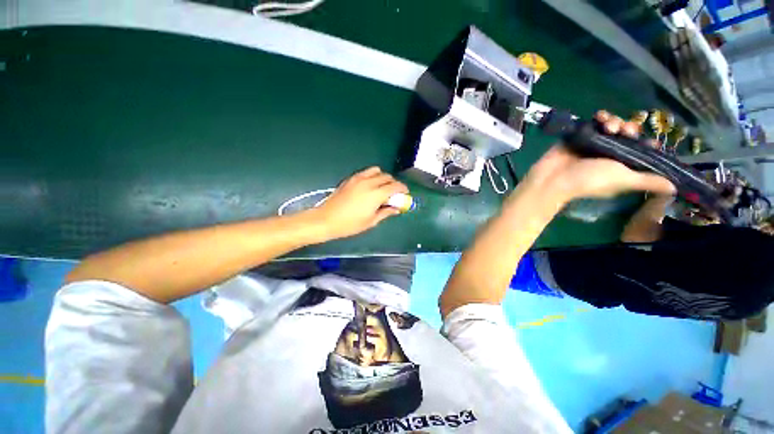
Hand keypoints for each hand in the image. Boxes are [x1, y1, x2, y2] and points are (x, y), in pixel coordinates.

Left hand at [310, 167, 408, 240]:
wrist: (326, 219)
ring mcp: (358, 179)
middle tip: (393, 194)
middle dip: (393, 183)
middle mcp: (369, 183)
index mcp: (376, 194)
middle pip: (387, 177)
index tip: (405, 193)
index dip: (402, 188)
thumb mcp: (371, 221)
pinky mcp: (350, 179)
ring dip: (383, 177)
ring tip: (381, 187)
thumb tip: (396, 209)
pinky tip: (369, 186)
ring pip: (377, 171)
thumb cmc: (350, 224)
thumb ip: (386, 212)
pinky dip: (372, 176)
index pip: (395, 186)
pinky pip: (366, 172)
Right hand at [526, 111, 675, 201]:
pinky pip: (594, 122)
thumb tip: (675, 188)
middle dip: (630, 129)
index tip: (648, 141)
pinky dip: (600, 117)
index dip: (648, 143)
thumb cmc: (589, 180)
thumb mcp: (623, 180)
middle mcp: (609, 154)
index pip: (641, 151)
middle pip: (628, 134)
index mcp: (621, 165)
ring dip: (615, 121)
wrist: (553, 179)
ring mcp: (594, 144)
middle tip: (623, 131)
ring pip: (612, 126)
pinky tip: (599, 117)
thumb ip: (648, 180)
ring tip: (608, 126)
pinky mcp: (580, 136)